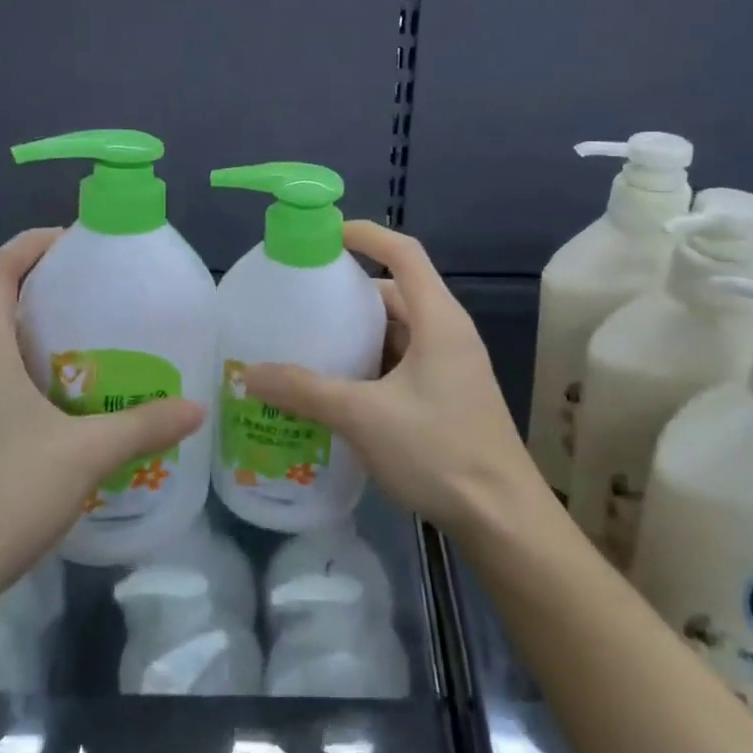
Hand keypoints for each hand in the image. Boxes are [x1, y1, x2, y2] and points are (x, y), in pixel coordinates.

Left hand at [0, 229, 204, 623]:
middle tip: (91, 313)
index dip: (33, 245)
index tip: (73, 242)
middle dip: (39, 303)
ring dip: (21, 352)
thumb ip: (143, 426)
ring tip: (73, 371)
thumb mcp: (84, 458)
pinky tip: (37, 431)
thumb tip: (197, 407)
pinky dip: (2, 391)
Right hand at [243, 221, 543, 538]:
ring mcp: (453, 366)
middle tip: (304, 301)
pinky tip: (340, 387)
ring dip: (361, 334)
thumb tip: (250, 374)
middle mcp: (449, 333)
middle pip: (398, 293)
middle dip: (351, 293)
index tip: (326, 235)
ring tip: (312, 343)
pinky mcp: (449, 396)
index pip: (404, 253)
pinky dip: (373, 364)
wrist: (502, 517)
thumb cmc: (439, 451)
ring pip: (400, 332)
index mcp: (439, 319)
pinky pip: (405, 363)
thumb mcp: (364, 416)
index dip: (367, 235)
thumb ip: (305, 391)